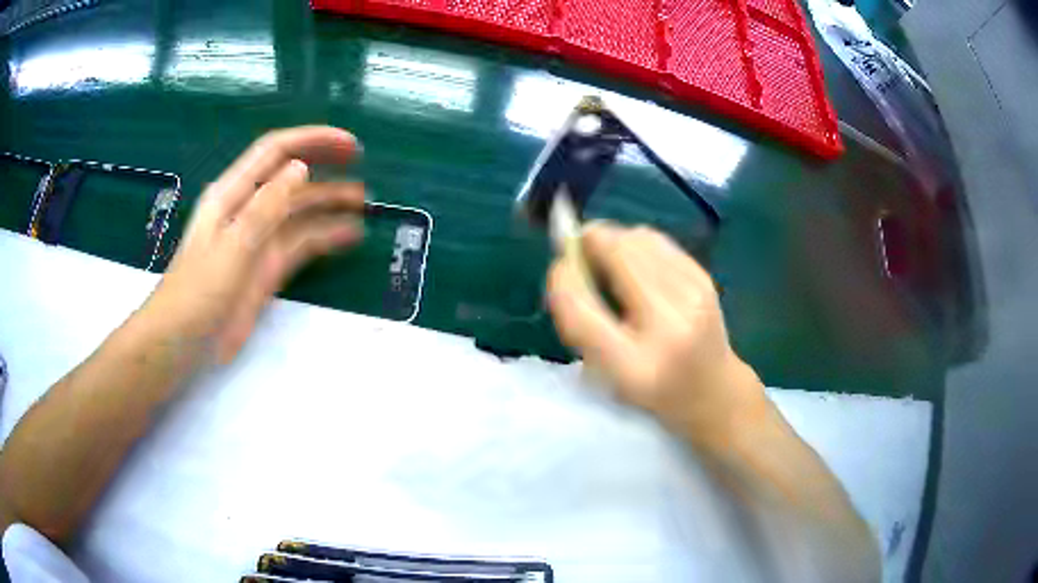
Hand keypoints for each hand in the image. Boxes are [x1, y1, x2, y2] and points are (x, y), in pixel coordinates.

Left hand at [141, 126, 364, 364]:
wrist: (183, 343)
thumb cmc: (197, 292)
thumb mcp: (231, 246)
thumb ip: (265, 207)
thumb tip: (301, 167)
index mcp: (233, 194)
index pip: (275, 152)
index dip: (312, 140)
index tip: (348, 145)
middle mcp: (248, 210)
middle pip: (290, 177)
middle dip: (324, 165)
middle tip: (361, 164)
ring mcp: (259, 241)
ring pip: (299, 211)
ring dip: (329, 203)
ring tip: (363, 202)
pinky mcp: (267, 269)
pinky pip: (300, 245)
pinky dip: (325, 237)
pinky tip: (348, 235)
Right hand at [547, 223, 768, 443]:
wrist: (712, 390)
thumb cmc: (649, 390)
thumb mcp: (606, 373)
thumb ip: (581, 323)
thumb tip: (567, 259)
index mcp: (633, 367)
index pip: (581, 307)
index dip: (562, 278)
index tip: (559, 268)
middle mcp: (667, 326)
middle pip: (615, 253)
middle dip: (589, 245)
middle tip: (581, 255)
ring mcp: (692, 296)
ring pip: (635, 238)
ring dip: (613, 241)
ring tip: (610, 263)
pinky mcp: (704, 278)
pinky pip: (656, 239)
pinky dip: (636, 244)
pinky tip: (636, 265)